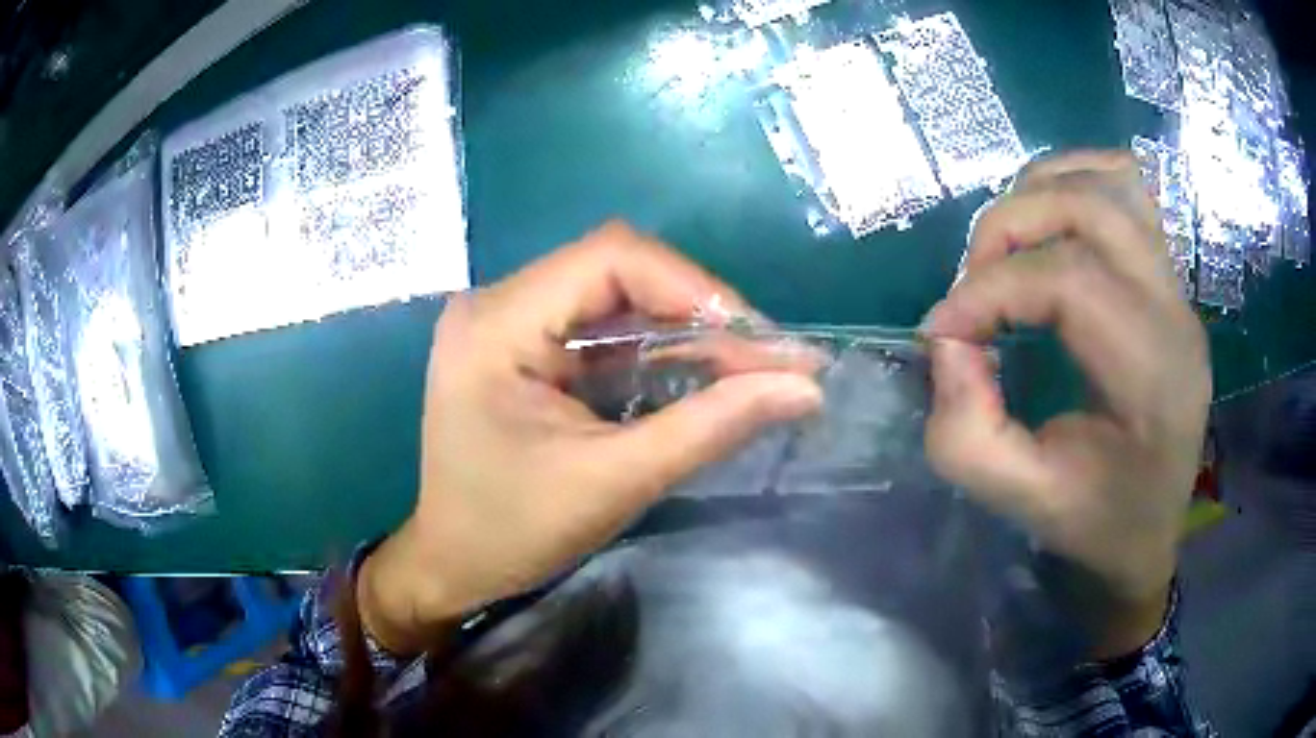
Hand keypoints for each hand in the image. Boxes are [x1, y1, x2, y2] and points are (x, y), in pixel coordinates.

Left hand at [360, 222, 822, 652]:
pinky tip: (700, 374)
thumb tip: (805, 386)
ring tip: (749, 368)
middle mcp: (497, 302)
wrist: (453, 565)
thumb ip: (710, 426)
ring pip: (617, 295)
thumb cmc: (513, 533)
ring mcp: (508, 320)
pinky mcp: (524, 345)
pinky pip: (602, 326)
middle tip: (767, 360)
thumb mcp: (615, 481)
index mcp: (496, 323)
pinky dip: (657, 348)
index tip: (761, 343)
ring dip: (685, 329)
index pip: (611, 258)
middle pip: (618, 270)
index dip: (696, 288)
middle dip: (699, 311)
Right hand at [922, 152, 1210, 650]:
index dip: (991, 291)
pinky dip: (1077, 182)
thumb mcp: (1023, 501)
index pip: (1071, 282)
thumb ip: (969, 434)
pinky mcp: (1170, 282)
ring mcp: (1179, 290)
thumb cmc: (1096, 524)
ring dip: (1042, 194)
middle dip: (1011, 227)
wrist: (1153, 530)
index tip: (943, 332)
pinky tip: (1050, 220)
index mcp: (1152, 379)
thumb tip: (948, 341)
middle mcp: (1175, 316)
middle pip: (1092, 210)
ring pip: (1112, 182)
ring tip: (1006, 247)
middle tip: (973, 279)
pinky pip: (1128, 191)